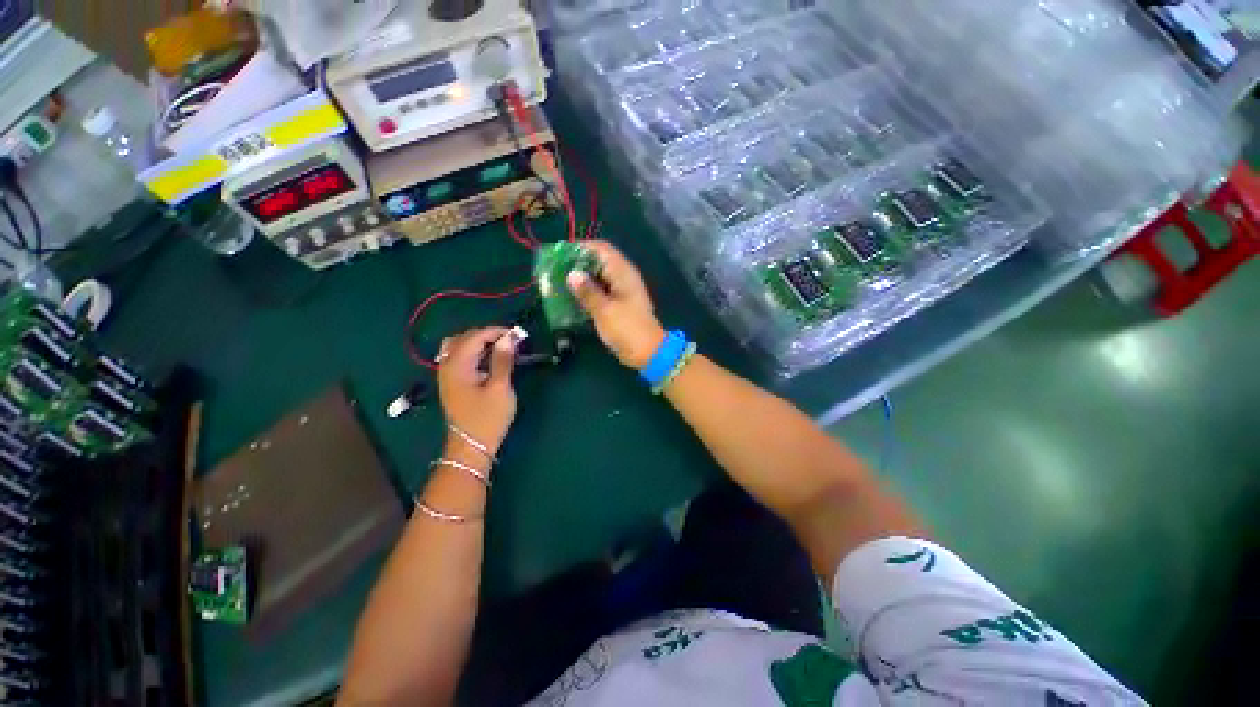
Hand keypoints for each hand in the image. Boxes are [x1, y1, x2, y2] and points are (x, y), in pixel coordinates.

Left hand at [437, 327, 521, 454]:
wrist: (470, 447)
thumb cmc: (488, 418)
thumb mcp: (500, 388)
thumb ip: (502, 361)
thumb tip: (508, 338)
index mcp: (458, 366)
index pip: (475, 337)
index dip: (495, 331)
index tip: (516, 334)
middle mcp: (447, 366)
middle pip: (464, 338)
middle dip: (487, 334)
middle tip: (510, 340)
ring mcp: (447, 375)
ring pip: (459, 346)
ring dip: (479, 342)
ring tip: (500, 347)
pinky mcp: (451, 382)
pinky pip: (459, 357)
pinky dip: (474, 352)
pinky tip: (488, 359)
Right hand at [567, 241, 665, 368]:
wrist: (648, 352)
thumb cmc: (627, 329)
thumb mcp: (604, 310)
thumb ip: (587, 291)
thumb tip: (572, 274)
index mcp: (623, 273)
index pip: (601, 249)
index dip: (581, 248)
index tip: (561, 255)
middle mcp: (623, 277)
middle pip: (599, 262)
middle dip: (578, 264)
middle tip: (556, 272)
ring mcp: (622, 291)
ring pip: (599, 277)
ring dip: (582, 280)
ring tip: (560, 285)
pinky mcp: (620, 304)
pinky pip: (602, 291)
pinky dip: (589, 293)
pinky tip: (573, 299)